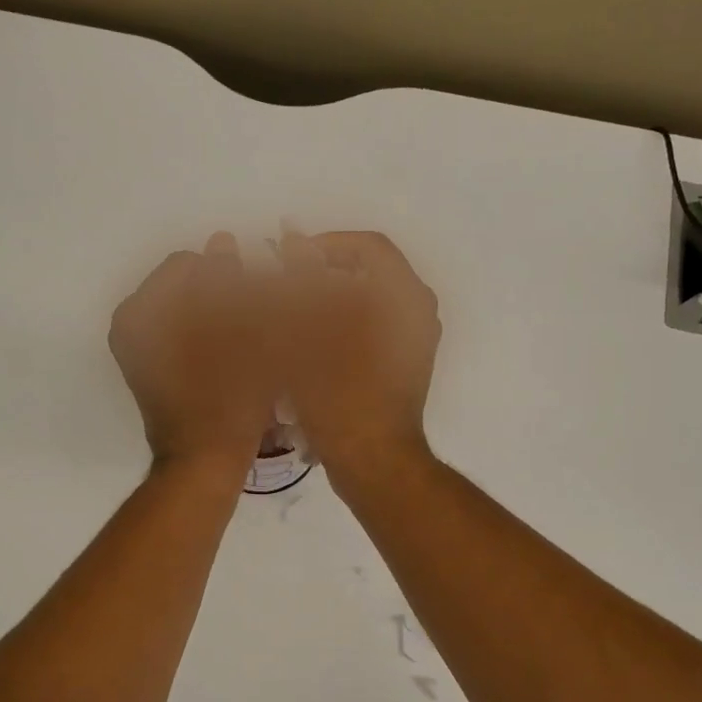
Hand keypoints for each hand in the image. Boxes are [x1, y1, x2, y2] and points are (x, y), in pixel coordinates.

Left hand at [109, 233, 276, 480]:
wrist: (204, 462)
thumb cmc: (227, 397)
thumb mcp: (239, 331)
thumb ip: (229, 280)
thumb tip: (222, 241)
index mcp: (143, 310)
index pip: (189, 264)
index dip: (228, 273)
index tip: (256, 296)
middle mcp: (131, 325)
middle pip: (185, 286)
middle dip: (222, 292)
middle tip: (256, 313)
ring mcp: (139, 350)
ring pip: (186, 311)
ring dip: (217, 313)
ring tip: (249, 333)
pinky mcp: (151, 371)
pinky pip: (182, 335)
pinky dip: (207, 335)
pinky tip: (234, 351)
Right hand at [277, 228, 440, 491]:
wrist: (374, 461)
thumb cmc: (340, 394)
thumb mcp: (309, 332)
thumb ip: (300, 280)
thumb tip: (291, 240)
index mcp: (404, 295)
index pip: (366, 247)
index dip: (323, 245)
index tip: (286, 259)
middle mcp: (417, 311)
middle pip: (366, 273)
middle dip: (321, 275)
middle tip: (283, 287)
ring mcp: (414, 340)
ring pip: (366, 303)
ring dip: (327, 302)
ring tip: (290, 315)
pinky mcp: (404, 365)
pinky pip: (370, 329)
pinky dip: (340, 327)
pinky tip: (308, 344)